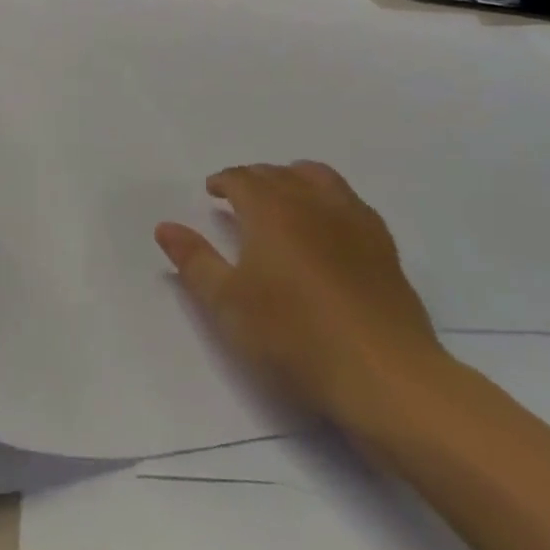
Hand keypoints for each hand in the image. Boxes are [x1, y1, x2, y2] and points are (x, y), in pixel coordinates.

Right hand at [155, 162, 445, 426]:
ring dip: (294, 178)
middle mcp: (312, 203)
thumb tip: (165, 226)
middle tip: (239, 196)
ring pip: (319, 178)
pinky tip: (328, 224)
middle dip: (255, 178)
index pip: (242, 179)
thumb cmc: (294, 337)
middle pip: (279, 173)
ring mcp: (354, 222)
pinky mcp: (384, 247)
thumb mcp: (228, 304)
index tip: (212, 191)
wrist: (384, 375)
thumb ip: (194, 261)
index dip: (224, 181)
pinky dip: (329, 199)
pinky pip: (352, 202)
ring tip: (284, 196)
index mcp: (271, 211)